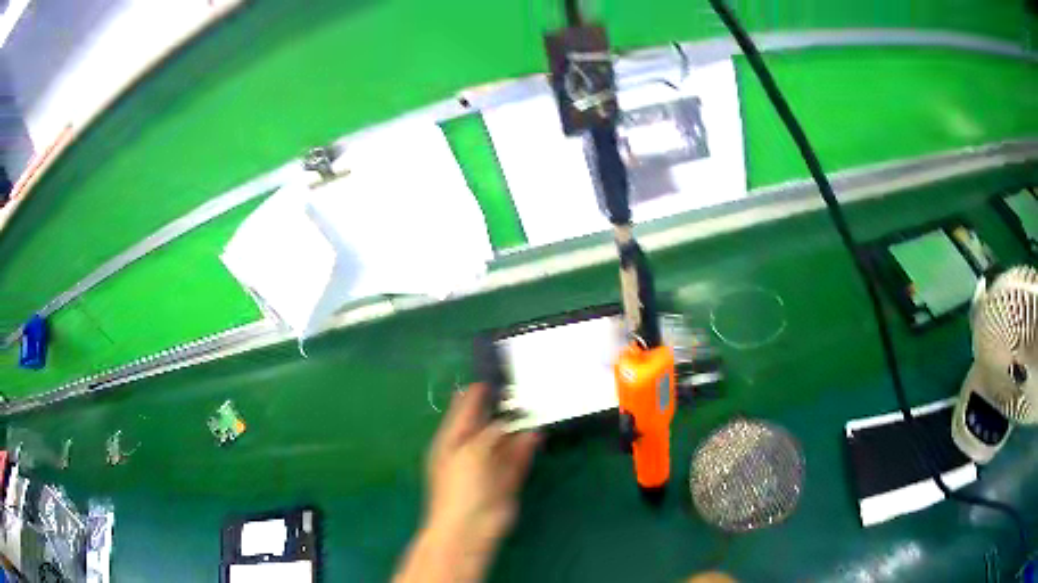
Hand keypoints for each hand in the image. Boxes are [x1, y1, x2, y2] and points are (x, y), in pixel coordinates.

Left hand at [395, 384, 538, 582]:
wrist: (470, 529)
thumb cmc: (460, 487)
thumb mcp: (471, 452)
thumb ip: (492, 433)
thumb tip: (511, 420)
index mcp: (451, 440)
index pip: (463, 410)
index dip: (476, 393)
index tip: (495, 377)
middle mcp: (469, 450)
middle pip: (487, 424)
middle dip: (503, 409)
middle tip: (522, 388)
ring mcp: (489, 466)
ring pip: (505, 441)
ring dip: (519, 427)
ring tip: (535, 405)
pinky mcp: (506, 480)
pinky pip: (518, 458)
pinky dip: (527, 446)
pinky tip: (538, 432)